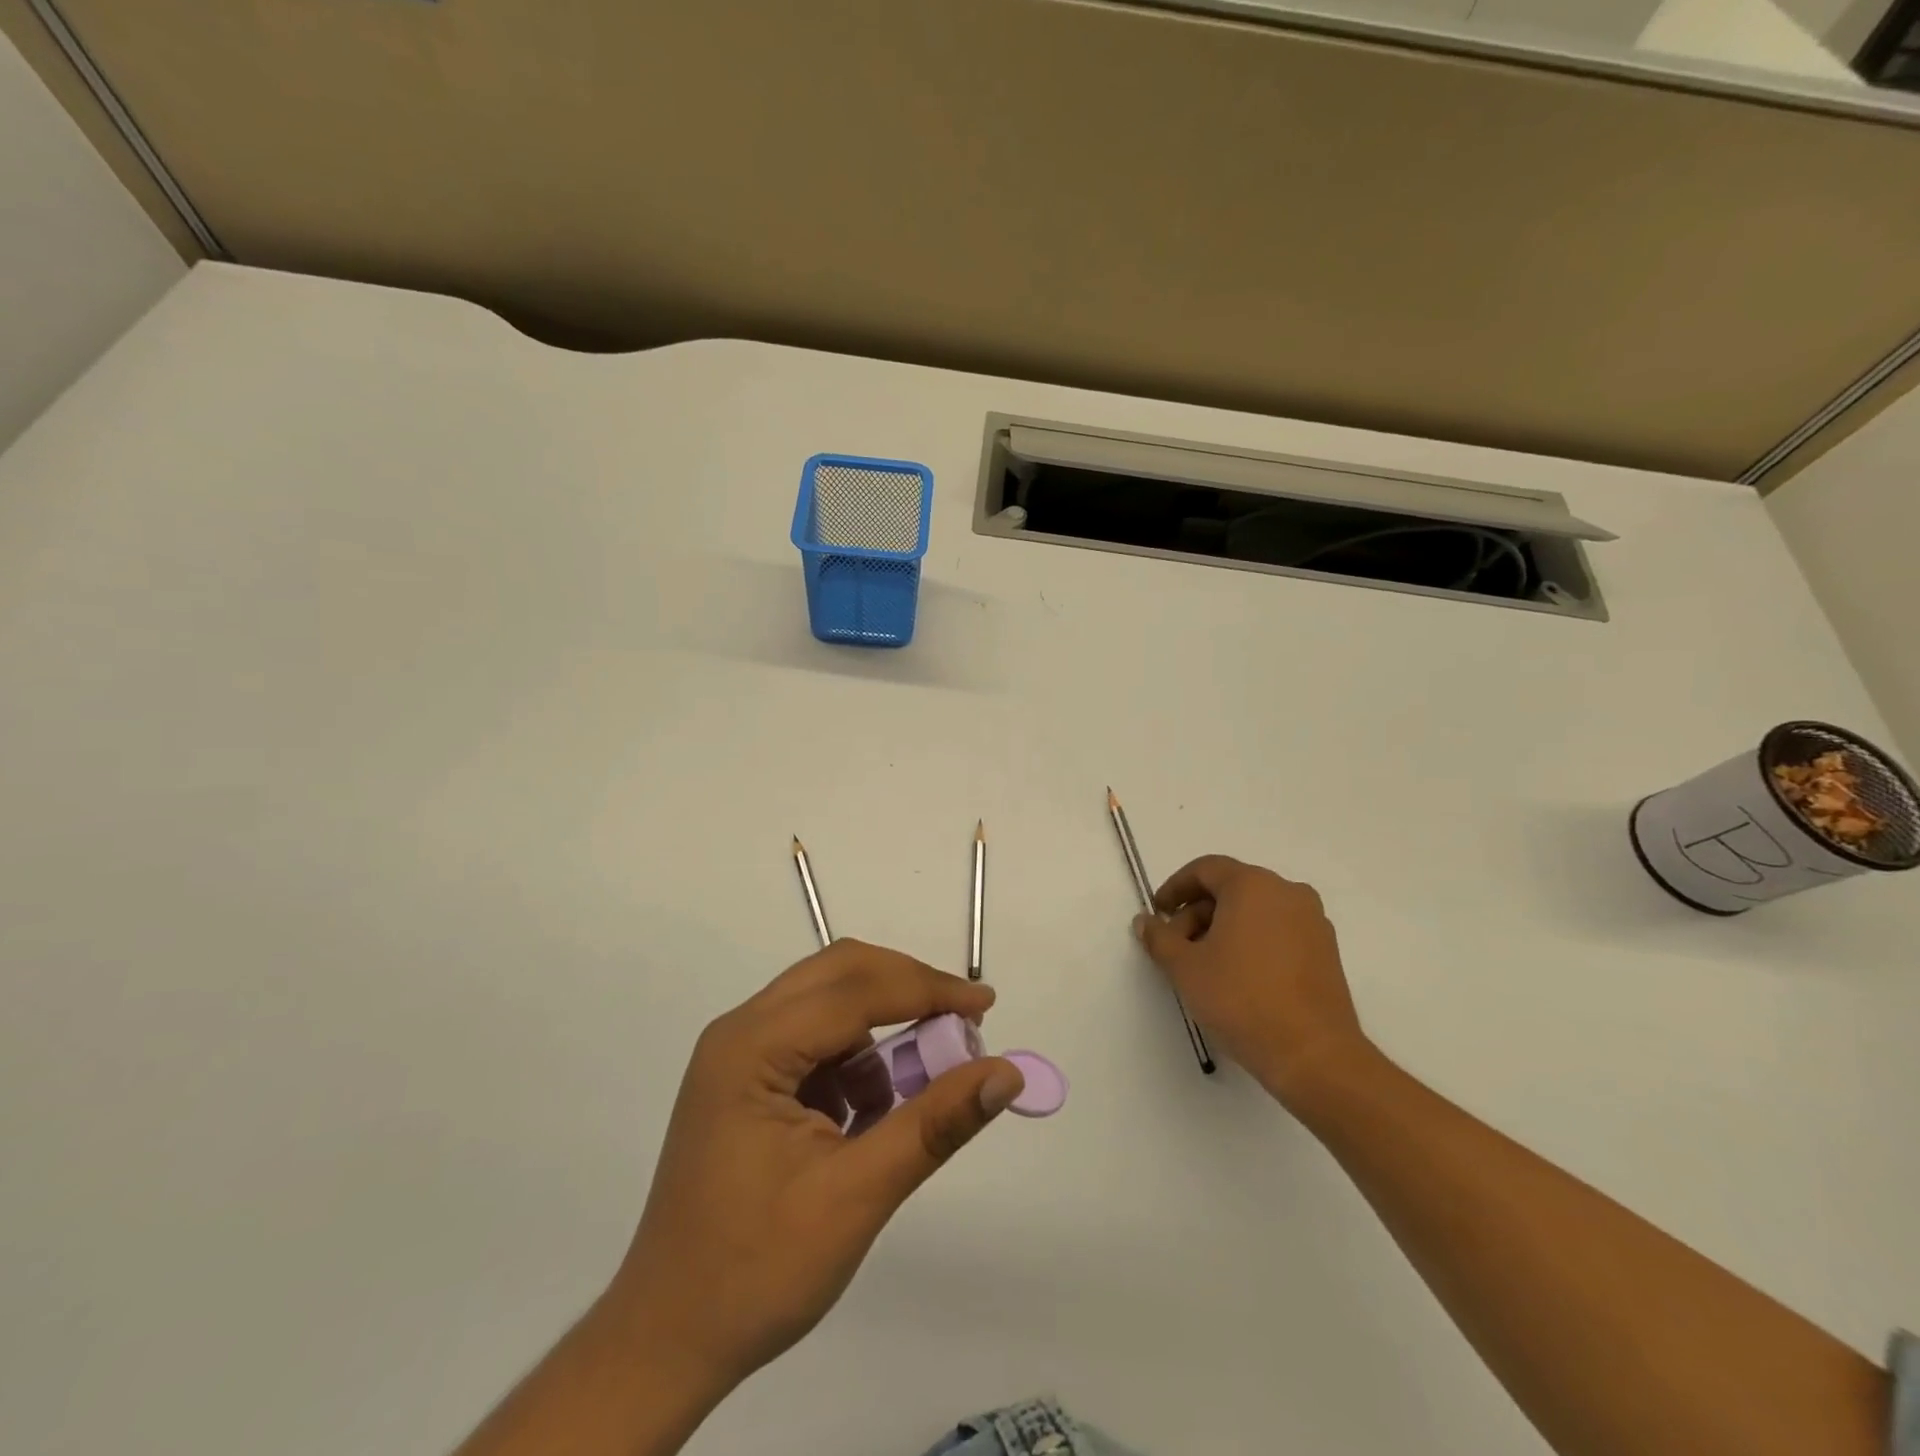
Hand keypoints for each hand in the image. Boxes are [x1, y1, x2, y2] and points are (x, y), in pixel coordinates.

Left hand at [604, 941, 1025, 1395]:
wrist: (667, 1342)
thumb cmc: (756, 1271)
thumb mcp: (856, 1196)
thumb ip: (933, 1125)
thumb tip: (1006, 1075)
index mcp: (752, 1047)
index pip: (855, 989)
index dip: (927, 990)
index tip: (986, 1007)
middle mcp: (740, 1032)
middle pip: (839, 975)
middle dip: (906, 992)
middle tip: (960, 1027)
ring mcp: (739, 1055)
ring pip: (829, 1003)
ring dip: (881, 1031)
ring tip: (919, 1085)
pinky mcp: (747, 1081)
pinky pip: (815, 1042)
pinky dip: (856, 1062)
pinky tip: (871, 1114)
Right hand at [1134, 855, 1368, 1106]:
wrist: (1313, 1054)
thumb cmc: (1241, 999)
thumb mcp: (1185, 968)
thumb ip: (1160, 938)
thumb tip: (1145, 921)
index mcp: (1253, 885)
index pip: (1205, 870)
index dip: (1175, 888)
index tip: (1157, 913)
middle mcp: (1287, 892)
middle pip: (1231, 889)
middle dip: (1197, 913)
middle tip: (1176, 947)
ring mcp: (1312, 921)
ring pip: (1255, 911)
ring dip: (1223, 928)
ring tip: (1204, 965)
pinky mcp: (1326, 951)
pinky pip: (1278, 931)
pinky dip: (1252, 941)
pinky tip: (1237, 975)